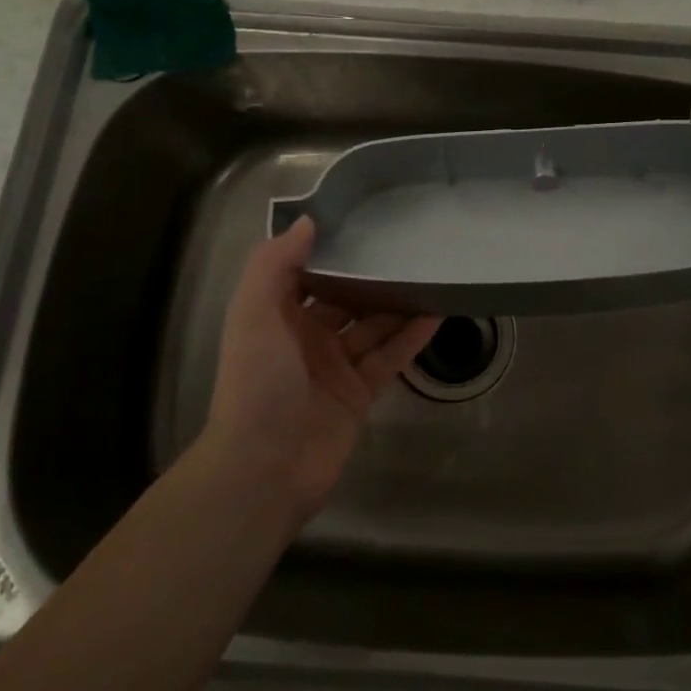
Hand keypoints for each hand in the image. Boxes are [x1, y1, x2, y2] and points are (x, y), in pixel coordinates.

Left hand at [203, 218, 439, 521]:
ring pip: (372, 326)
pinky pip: (389, 357)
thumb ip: (274, 264)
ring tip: (432, 273)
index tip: (363, 221)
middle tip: (409, 245)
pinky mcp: (359, 394)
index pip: (306, 273)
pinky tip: (436, 314)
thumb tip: (308, 222)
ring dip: (398, 303)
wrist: (263, 469)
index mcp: (276, 316)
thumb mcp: (253, 313)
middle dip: (372, 275)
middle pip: (345, 297)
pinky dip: (411, 337)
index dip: (330, 250)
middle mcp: (305, 337)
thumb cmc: (257, 383)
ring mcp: (334, 367)